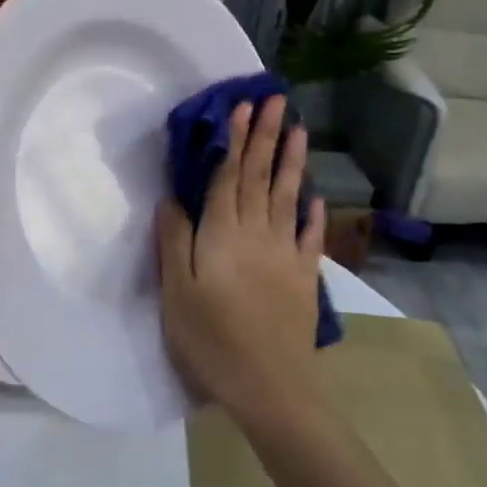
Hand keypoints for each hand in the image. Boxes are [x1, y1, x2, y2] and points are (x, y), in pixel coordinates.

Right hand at [156, 95, 324, 426]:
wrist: (270, 386)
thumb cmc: (212, 339)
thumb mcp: (177, 292)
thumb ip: (174, 241)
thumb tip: (171, 198)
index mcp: (223, 234)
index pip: (229, 176)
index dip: (236, 140)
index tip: (243, 106)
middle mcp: (258, 234)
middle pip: (261, 177)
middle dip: (266, 136)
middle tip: (276, 100)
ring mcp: (286, 254)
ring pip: (288, 197)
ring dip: (292, 162)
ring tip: (299, 130)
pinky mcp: (305, 278)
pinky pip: (310, 237)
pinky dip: (313, 214)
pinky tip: (315, 196)